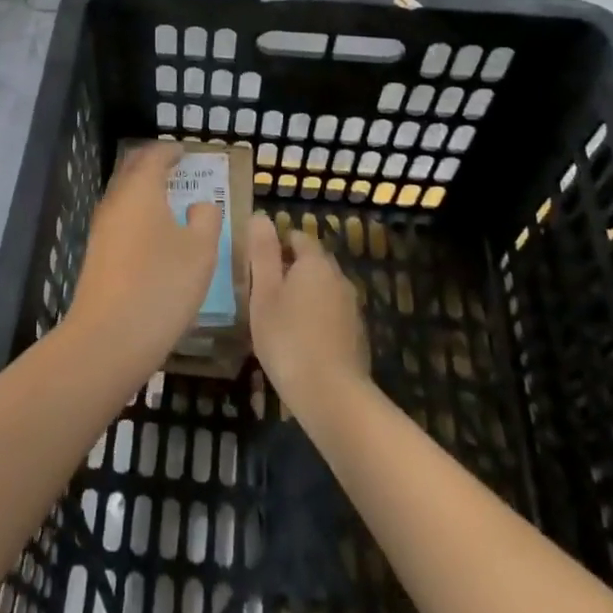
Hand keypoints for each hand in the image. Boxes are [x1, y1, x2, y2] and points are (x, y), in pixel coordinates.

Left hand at [67, 144, 222, 372]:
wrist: (108, 339)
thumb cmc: (161, 286)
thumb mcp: (200, 251)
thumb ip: (206, 219)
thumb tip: (199, 205)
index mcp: (140, 190)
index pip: (153, 156)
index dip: (170, 150)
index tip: (184, 151)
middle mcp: (115, 202)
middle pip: (131, 170)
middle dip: (152, 163)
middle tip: (174, 166)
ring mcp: (101, 229)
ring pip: (123, 195)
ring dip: (143, 189)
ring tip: (168, 197)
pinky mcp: (97, 255)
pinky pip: (120, 218)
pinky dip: (137, 213)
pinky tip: (153, 232)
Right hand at [246, 214, 368, 415]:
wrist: (332, 396)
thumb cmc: (288, 339)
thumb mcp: (264, 294)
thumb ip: (262, 253)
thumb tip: (260, 217)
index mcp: (315, 263)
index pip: (297, 237)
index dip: (276, 244)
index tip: (255, 264)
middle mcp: (338, 277)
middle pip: (312, 262)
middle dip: (289, 270)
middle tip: (261, 292)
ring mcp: (351, 307)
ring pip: (322, 289)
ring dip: (303, 296)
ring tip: (277, 318)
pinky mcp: (356, 335)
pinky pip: (331, 314)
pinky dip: (315, 318)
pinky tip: (299, 341)